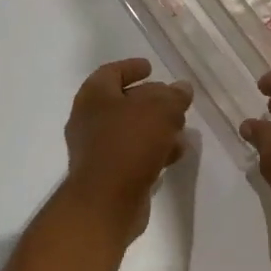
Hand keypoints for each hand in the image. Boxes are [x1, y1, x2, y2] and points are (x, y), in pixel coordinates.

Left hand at [64, 58, 193, 227]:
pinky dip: (153, 150)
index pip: (111, 72)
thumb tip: (181, 88)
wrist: (106, 202)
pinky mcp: (107, 175)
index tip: (151, 68)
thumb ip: (174, 96)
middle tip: (173, 100)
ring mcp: (96, 150)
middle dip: (150, 100)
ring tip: (181, 129)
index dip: (131, 67)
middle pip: (122, 102)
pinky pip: (133, 155)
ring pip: (130, 130)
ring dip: (155, 128)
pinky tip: (174, 154)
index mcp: (94, 96)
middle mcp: (89, 120)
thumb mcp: (161, 110)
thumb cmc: (130, 144)